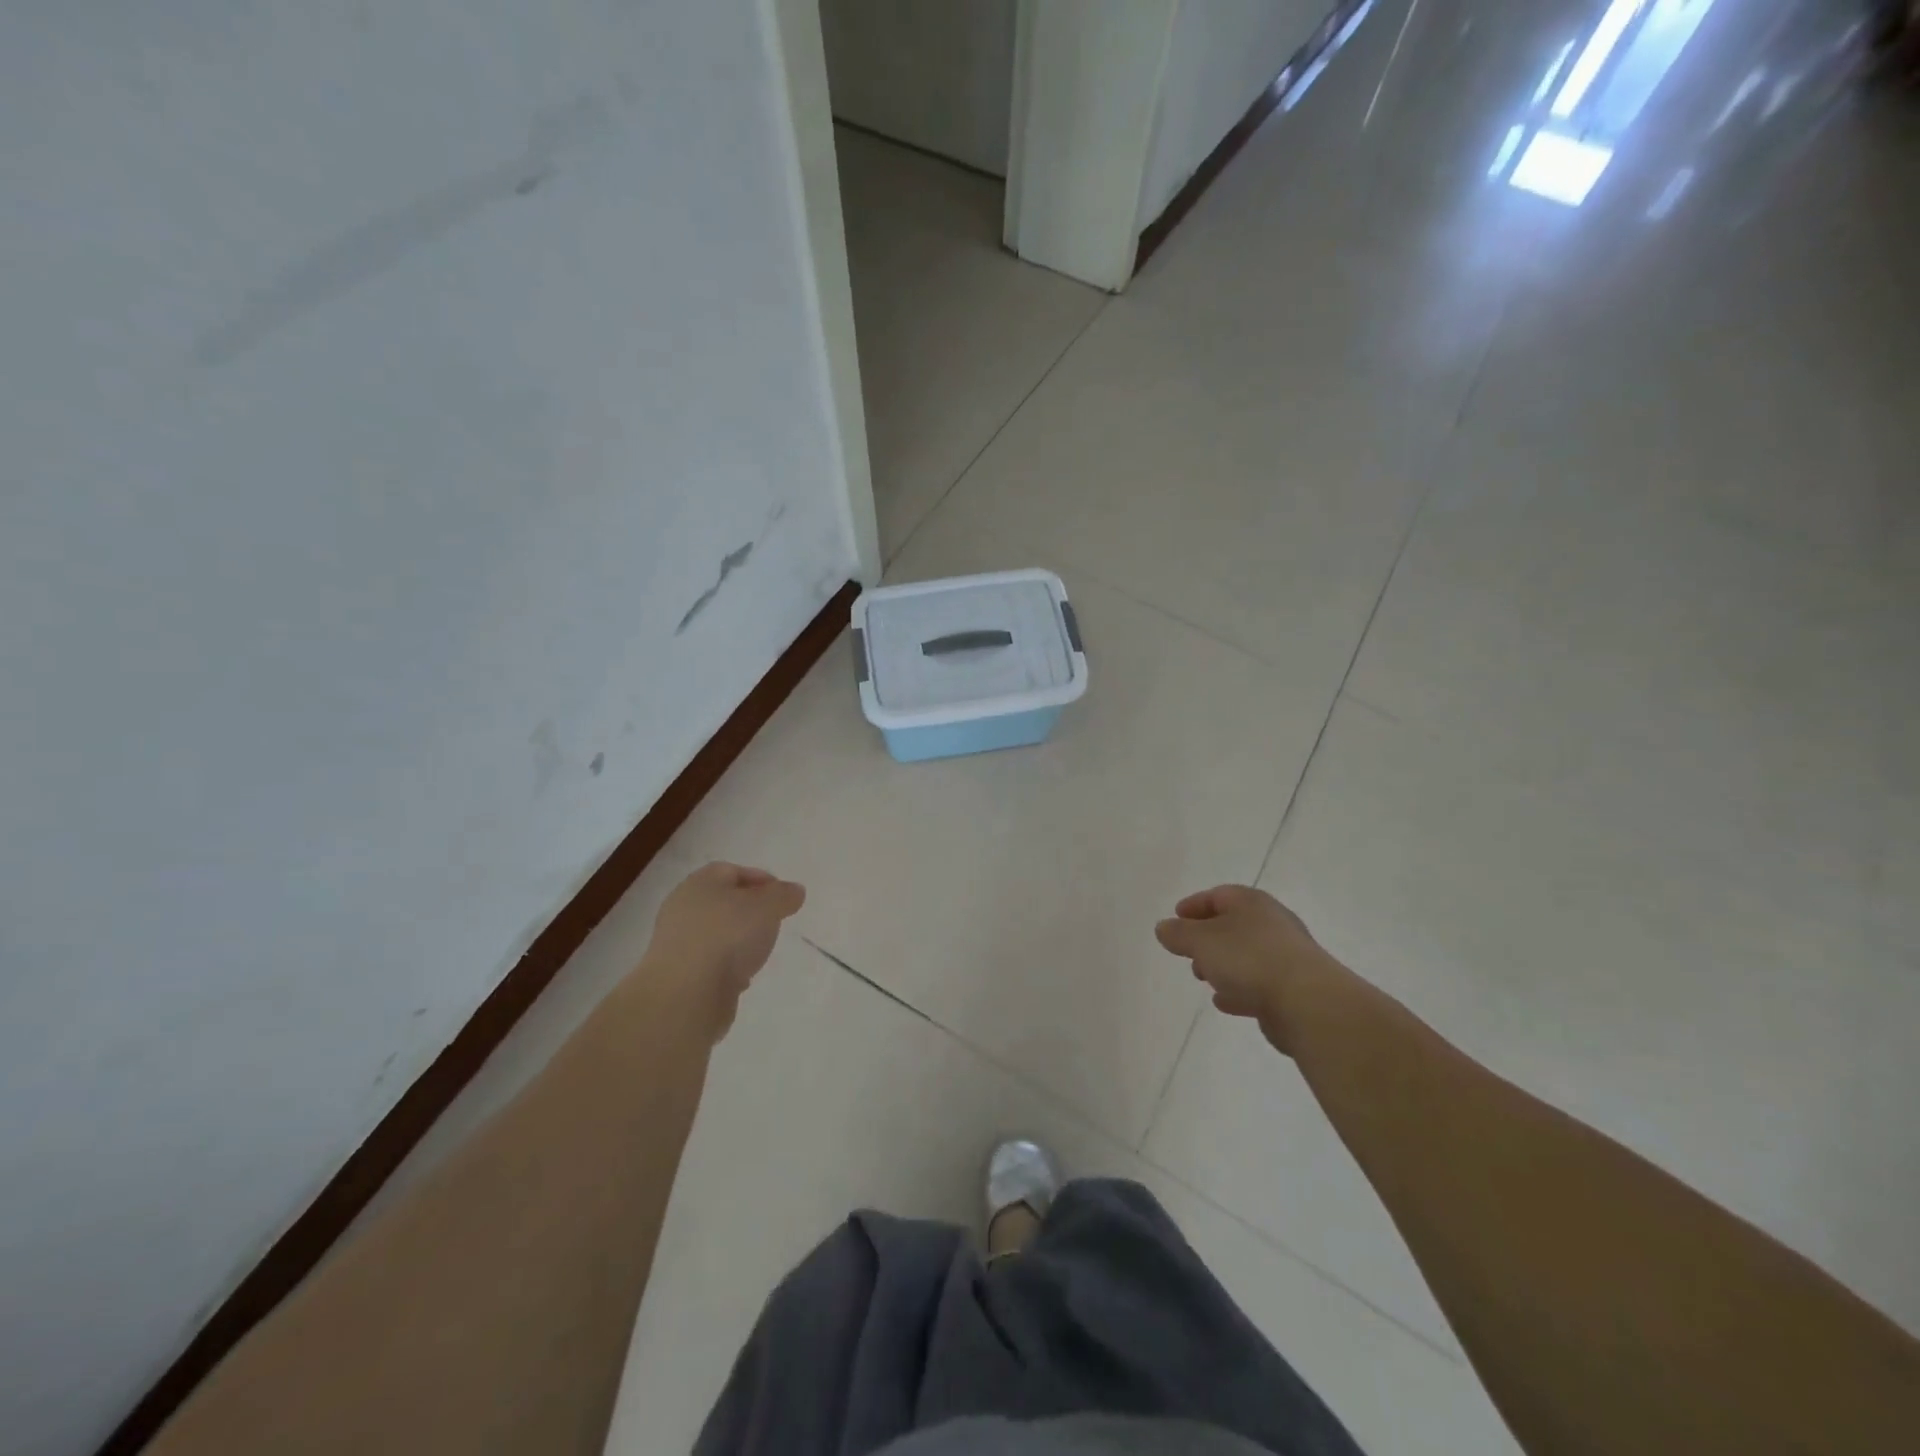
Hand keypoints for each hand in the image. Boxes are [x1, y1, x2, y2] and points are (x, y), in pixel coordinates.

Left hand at [637, 862, 805, 1041]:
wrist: (686, 995)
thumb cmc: (728, 937)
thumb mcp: (768, 906)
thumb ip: (783, 895)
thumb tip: (794, 891)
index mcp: (700, 883)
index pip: (732, 871)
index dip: (761, 880)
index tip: (783, 897)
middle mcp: (683, 908)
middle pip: (723, 902)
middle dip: (750, 911)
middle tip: (774, 922)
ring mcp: (677, 943)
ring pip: (716, 933)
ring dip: (738, 940)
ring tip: (760, 951)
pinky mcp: (679, 974)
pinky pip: (709, 962)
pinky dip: (727, 966)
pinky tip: (742, 976)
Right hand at [1155, 885, 1348, 1054]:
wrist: (1307, 1003)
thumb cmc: (1248, 959)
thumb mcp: (1200, 941)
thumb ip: (1178, 934)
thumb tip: (1164, 928)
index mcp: (1251, 903)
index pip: (1218, 895)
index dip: (1194, 905)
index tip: (1175, 917)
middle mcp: (1272, 924)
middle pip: (1233, 925)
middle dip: (1207, 938)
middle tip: (1187, 951)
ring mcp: (1286, 957)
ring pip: (1246, 955)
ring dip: (1222, 965)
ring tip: (1202, 978)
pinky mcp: (1293, 989)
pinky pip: (1259, 983)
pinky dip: (1239, 988)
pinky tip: (1225, 1002)